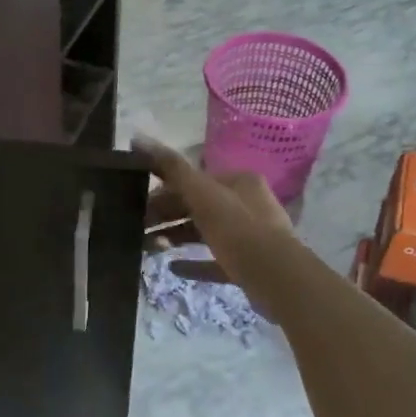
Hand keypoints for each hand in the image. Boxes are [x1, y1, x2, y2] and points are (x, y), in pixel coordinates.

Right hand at [135, 136, 292, 289]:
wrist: (277, 279)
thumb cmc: (238, 229)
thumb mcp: (202, 194)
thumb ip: (171, 168)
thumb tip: (137, 138)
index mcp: (240, 182)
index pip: (195, 181)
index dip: (165, 190)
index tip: (140, 204)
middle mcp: (248, 205)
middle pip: (199, 206)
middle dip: (168, 216)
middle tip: (139, 227)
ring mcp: (250, 237)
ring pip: (205, 233)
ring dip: (177, 237)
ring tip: (151, 247)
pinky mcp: (248, 266)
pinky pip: (215, 261)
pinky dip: (194, 263)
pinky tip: (173, 267)